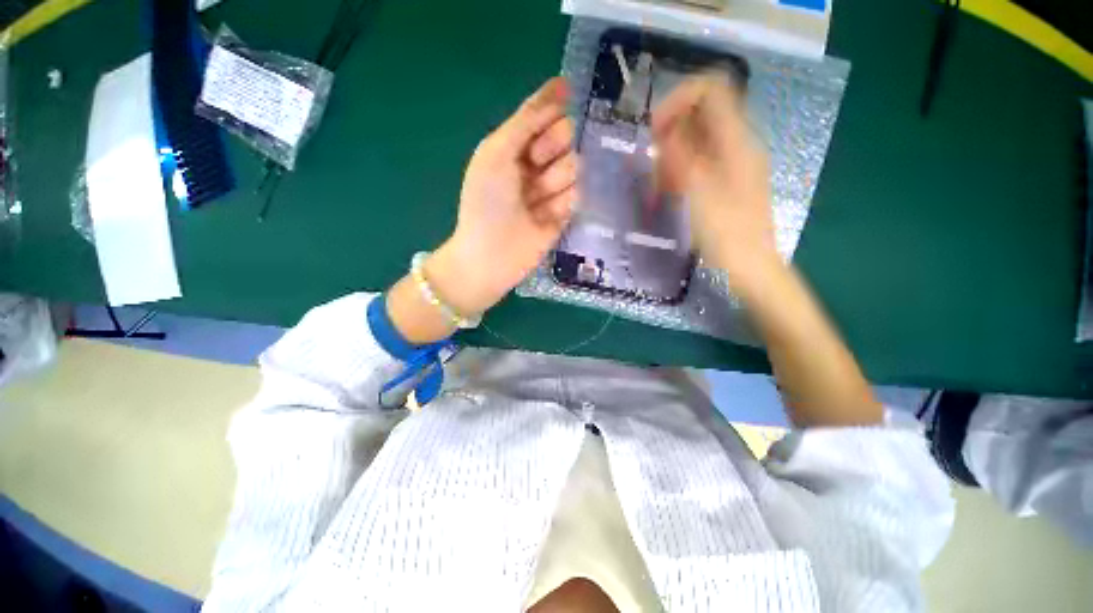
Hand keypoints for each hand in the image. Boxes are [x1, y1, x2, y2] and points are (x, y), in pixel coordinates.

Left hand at [426, 77, 577, 317]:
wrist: (492, 254)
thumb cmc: (487, 202)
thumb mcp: (496, 153)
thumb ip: (524, 121)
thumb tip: (557, 87)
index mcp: (514, 145)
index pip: (543, 114)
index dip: (553, 105)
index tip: (566, 92)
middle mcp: (535, 164)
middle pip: (565, 136)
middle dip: (553, 145)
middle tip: (535, 163)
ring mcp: (551, 189)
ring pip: (574, 165)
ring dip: (555, 180)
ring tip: (536, 200)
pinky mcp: (564, 213)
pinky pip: (577, 195)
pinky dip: (563, 202)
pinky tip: (547, 217)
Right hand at [652, 74, 779, 297]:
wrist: (750, 269)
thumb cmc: (726, 234)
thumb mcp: (699, 192)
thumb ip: (682, 155)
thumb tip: (665, 129)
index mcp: (737, 141)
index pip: (712, 90)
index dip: (679, 100)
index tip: (654, 130)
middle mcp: (738, 145)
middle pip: (702, 114)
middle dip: (672, 131)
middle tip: (653, 161)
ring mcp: (733, 164)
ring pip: (697, 140)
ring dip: (673, 154)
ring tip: (659, 182)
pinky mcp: (725, 183)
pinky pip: (699, 162)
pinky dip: (680, 170)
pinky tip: (669, 190)